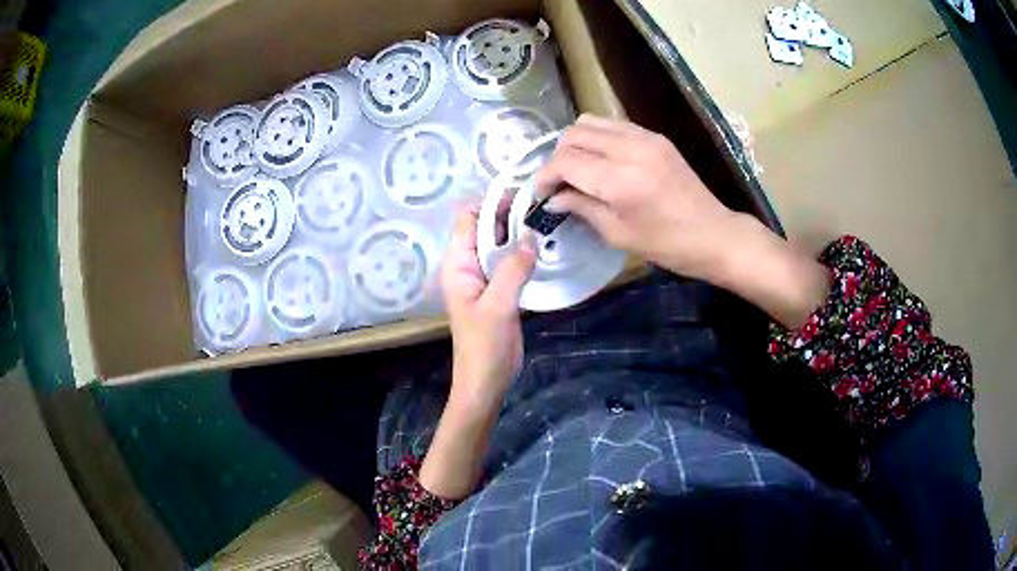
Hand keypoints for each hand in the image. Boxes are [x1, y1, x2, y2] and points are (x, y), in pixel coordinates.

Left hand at [420, 205, 534, 499]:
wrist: (486, 382)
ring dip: (519, 231)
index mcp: (458, 264)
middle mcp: (468, 264)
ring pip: (500, 242)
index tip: (522, 194)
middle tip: (543, 204)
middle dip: (509, 212)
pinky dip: (524, 251)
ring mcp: (484, 276)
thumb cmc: (483, 347)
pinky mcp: (499, 288)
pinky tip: (544, 245)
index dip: (490, 201)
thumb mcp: (498, 307)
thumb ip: (512, 270)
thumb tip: (531, 236)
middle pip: (485, 226)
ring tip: (548, 219)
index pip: (467, 218)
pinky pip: (510, 260)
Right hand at [536, 114, 741, 280]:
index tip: (541, 194)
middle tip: (559, 183)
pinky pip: (612, 125)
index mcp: (621, 180)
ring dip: (575, 144)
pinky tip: (600, 161)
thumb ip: (582, 208)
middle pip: (573, 135)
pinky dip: (597, 138)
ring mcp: (644, 137)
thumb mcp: (619, 234)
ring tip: (577, 170)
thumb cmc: (668, 245)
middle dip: (557, 157)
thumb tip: (552, 199)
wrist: (714, 234)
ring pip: (590, 122)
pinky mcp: (654, 136)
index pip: (565, 161)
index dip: (546, 176)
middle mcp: (630, 148)